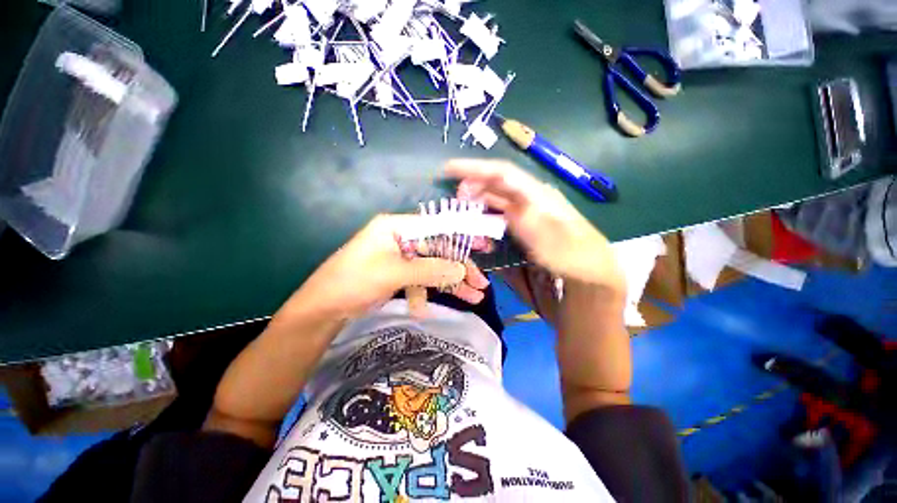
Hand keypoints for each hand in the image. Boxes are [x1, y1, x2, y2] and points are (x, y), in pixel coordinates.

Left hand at [292, 214, 489, 318]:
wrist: (322, 310)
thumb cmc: (354, 281)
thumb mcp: (394, 273)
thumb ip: (430, 269)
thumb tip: (462, 270)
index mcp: (397, 226)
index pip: (436, 227)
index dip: (461, 236)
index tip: (483, 247)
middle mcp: (401, 238)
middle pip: (438, 250)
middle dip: (460, 268)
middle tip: (481, 285)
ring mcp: (400, 257)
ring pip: (433, 267)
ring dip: (450, 283)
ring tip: (473, 298)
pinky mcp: (398, 274)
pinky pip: (420, 280)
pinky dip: (425, 293)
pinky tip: (423, 309)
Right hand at [447, 159, 624, 295]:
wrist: (588, 271)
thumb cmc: (571, 255)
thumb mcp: (550, 238)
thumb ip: (526, 219)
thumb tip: (504, 207)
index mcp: (536, 194)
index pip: (501, 173)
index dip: (474, 169)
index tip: (448, 169)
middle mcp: (529, 198)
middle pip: (496, 183)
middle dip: (472, 184)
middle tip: (452, 197)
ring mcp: (525, 211)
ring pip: (495, 198)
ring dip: (476, 200)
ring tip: (460, 209)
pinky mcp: (522, 224)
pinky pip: (498, 214)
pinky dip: (484, 215)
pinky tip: (477, 222)